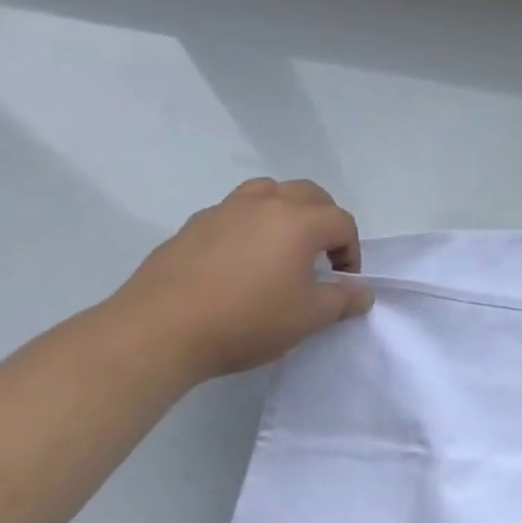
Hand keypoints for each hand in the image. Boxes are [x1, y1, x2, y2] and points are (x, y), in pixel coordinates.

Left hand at [109, 179, 370, 384]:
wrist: (158, 330)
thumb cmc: (245, 320)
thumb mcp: (305, 319)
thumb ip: (342, 301)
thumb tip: (364, 293)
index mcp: (301, 220)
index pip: (342, 223)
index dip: (351, 251)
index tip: (343, 282)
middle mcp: (268, 203)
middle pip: (309, 194)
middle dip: (323, 219)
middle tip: (319, 255)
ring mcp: (227, 209)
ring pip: (268, 192)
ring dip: (284, 210)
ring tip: (279, 243)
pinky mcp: (193, 225)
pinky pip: (232, 212)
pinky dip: (246, 224)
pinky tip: (236, 259)